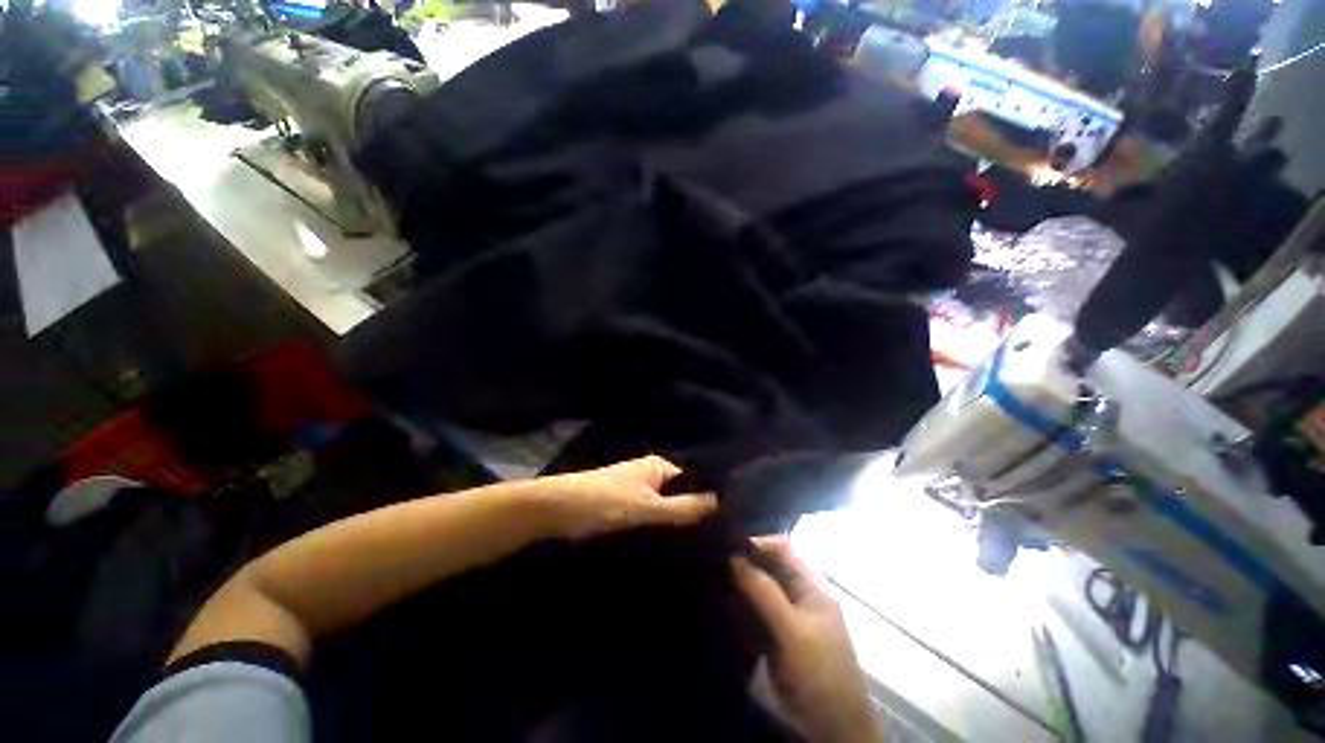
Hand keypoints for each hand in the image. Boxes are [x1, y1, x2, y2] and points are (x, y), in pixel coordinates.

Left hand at [541, 455, 717, 540]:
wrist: (556, 510)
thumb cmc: (604, 502)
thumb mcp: (647, 507)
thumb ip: (683, 507)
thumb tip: (720, 502)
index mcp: (658, 466)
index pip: (693, 480)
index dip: (707, 500)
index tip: (724, 526)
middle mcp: (649, 475)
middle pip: (678, 494)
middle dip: (691, 514)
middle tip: (712, 543)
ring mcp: (635, 490)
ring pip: (663, 508)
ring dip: (673, 523)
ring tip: (696, 550)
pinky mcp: (622, 507)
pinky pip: (648, 517)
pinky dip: (657, 528)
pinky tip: (668, 548)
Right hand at [732, 537, 879, 742]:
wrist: (832, 730)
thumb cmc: (819, 674)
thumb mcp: (793, 631)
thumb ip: (765, 592)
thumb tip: (735, 556)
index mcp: (811, 586)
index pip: (781, 548)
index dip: (755, 541)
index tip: (725, 541)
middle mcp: (799, 595)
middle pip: (768, 568)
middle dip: (743, 563)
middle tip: (712, 559)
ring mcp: (787, 617)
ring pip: (759, 590)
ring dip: (738, 585)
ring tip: (710, 577)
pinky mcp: (776, 638)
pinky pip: (754, 613)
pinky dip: (739, 607)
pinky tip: (720, 604)